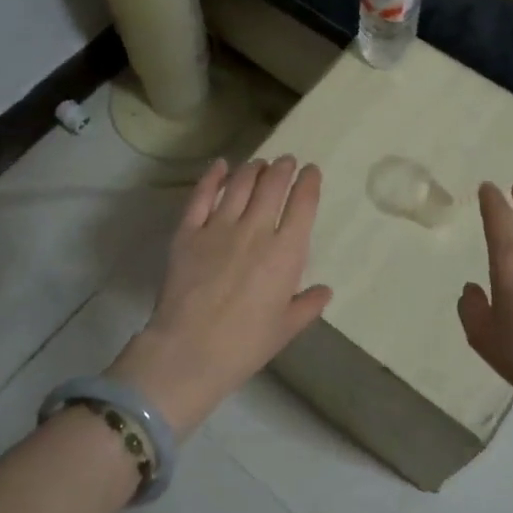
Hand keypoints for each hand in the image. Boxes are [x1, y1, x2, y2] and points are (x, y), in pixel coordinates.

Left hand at [109, 156, 331, 433]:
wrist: (190, 351)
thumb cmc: (245, 345)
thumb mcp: (286, 329)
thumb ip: (307, 305)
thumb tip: (324, 291)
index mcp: (286, 253)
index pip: (303, 204)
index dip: (309, 182)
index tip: (311, 171)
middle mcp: (256, 230)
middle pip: (272, 185)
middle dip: (283, 168)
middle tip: (286, 162)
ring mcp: (219, 227)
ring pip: (240, 183)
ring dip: (253, 168)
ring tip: (259, 163)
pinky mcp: (188, 231)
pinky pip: (202, 195)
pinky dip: (213, 176)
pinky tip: (220, 166)